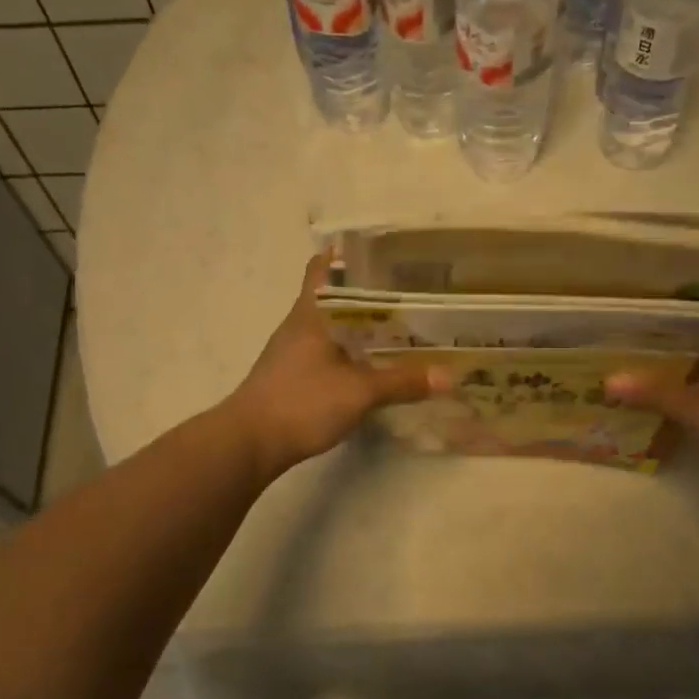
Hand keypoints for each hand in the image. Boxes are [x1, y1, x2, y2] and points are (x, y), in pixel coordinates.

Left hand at [227, 256, 441, 478]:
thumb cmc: (301, 402)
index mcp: (311, 313)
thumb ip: (402, 382)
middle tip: (407, 291)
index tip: (383, 254)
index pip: (323, 267)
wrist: (249, 443)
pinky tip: (371, 363)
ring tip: (398, 325)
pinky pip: (327, 351)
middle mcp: (300, 324)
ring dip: (359, 324)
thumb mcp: (358, 392)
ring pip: (331, 325)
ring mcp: (293, 351)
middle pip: (333, 295)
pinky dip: (349, 350)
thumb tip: (449, 376)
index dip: (349, 255)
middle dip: (366, 292)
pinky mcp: (292, 375)